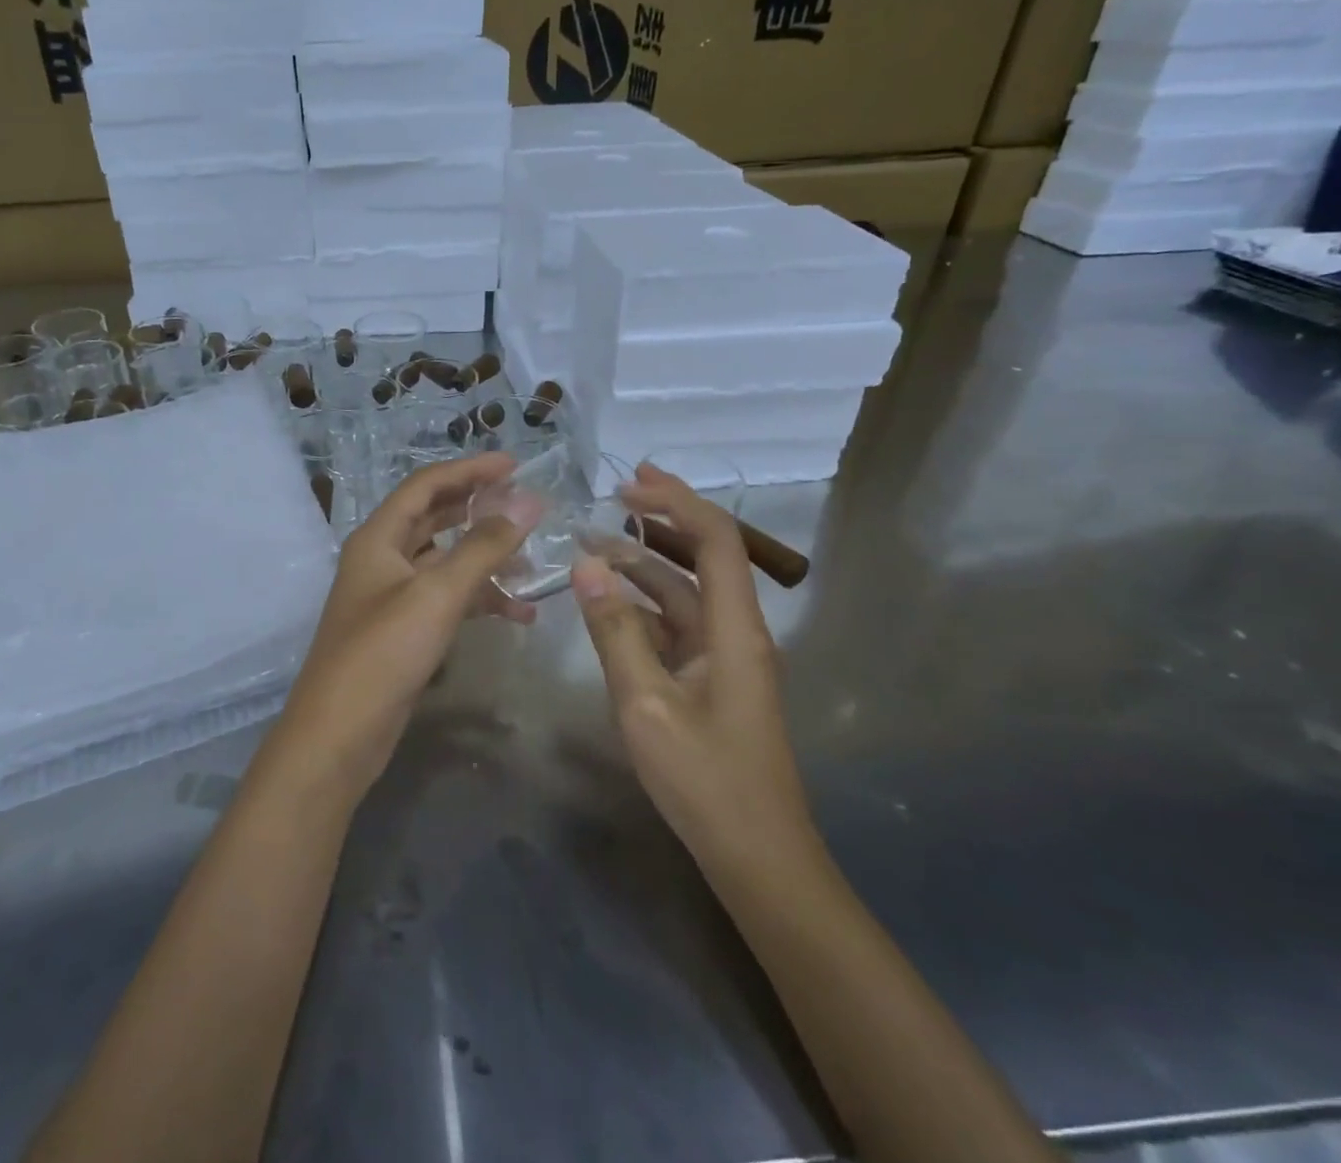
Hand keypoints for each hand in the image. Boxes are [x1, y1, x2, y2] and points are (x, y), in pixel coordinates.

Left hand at [270, 453, 544, 796]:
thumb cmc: (383, 653)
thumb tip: (529, 501)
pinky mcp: (404, 630)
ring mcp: (392, 596)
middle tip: (527, 506)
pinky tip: (518, 613)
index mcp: (378, 537)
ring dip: (485, 557)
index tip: (515, 465)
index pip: (425, 485)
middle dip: (479, 509)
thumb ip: (483, 546)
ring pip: (444, 560)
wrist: (339, 735)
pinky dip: (479, 599)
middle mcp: (382, 558)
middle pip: (434, 518)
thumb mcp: (436, 594)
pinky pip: (447, 599)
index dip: (469, 469)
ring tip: (532, 562)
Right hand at [571, 463, 819, 878]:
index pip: (717, 540)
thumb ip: (615, 631)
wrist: (755, 857)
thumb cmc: (705, 780)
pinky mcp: (710, 680)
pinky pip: (674, 628)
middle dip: (661, 522)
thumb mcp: (646, 703)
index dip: (678, 502)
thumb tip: (587, 564)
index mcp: (735, 630)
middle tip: (609, 498)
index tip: (630, 484)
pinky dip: (640, 609)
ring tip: (590, 550)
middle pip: (703, 557)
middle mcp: (736, 632)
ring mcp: (724, 657)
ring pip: (683, 594)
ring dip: (641, 568)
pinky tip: (604, 609)